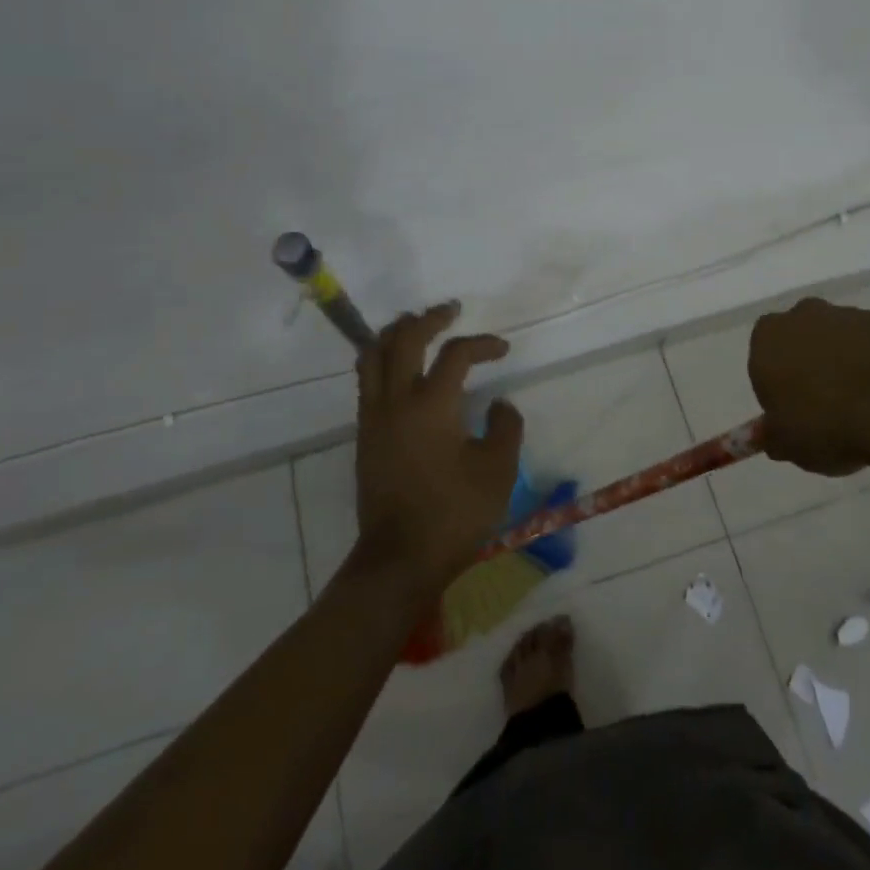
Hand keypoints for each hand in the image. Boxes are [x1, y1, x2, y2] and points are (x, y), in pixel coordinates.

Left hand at [352, 302, 523, 594]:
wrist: (399, 559)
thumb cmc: (454, 514)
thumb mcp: (498, 471)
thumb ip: (505, 427)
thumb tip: (498, 404)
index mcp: (431, 404)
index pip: (456, 353)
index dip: (483, 343)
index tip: (503, 349)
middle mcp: (396, 400)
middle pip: (404, 338)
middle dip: (429, 318)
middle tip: (450, 311)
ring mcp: (374, 416)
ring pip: (374, 353)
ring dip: (397, 332)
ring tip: (417, 326)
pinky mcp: (364, 435)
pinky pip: (367, 379)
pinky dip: (383, 358)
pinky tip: (401, 367)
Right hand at [748, 297, 869, 477]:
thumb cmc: (826, 427)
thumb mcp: (787, 444)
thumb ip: (774, 434)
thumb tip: (772, 436)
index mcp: (769, 338)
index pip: (764, 351)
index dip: (777, 378)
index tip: (792, 406)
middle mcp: (805, 314)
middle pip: (803, 334)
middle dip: (813, 359)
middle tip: (827, 401)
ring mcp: (852, 314)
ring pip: (844, 335)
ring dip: (850, 359)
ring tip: (867, 402)